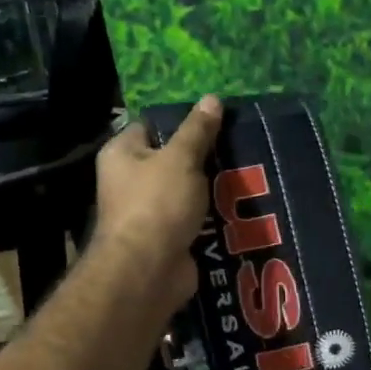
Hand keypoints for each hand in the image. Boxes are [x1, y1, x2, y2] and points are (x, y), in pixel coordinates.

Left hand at [93, 96, 223, 314]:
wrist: (149, 270)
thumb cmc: (157, 204)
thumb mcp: (181, 159)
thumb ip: (197, 131)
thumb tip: (211, 99)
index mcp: (122, 154)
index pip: (151, 125)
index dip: (182, 121)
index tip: (216, 119)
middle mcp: (130, 181)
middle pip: (172, 160)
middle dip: (204, 157)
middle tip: (238, 146)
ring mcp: (149, 213)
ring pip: (187, 192)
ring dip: (212, 189)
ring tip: (248, 175)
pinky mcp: (169, 238)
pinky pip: (195, 220)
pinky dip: (214, 217)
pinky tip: (242, 208)